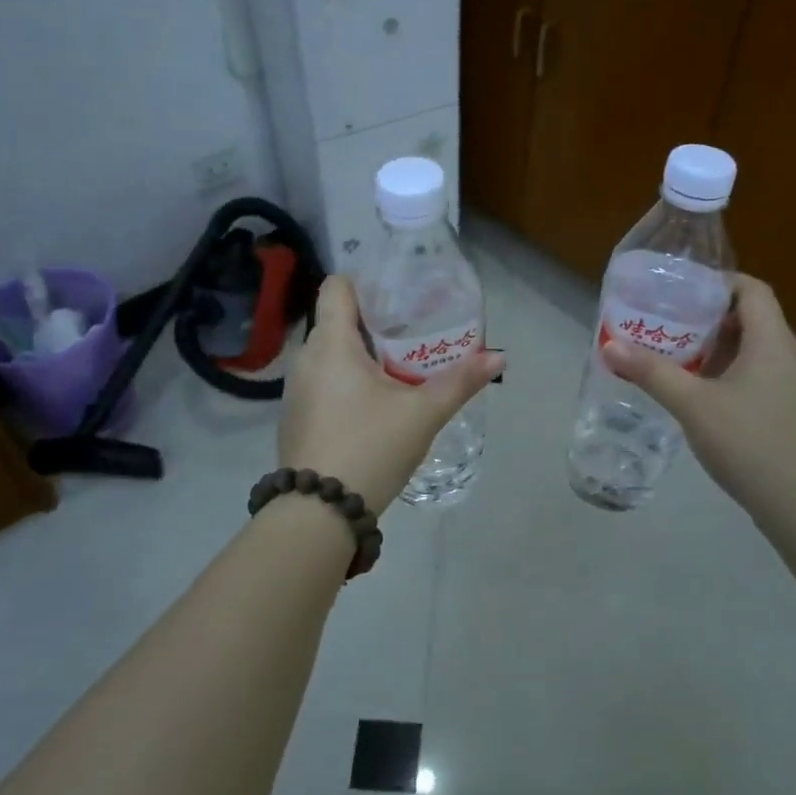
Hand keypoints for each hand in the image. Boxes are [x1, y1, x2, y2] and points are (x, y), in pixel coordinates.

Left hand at [278, 276, 502, 513]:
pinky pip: (323, 382)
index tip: (399, 294)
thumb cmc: (371, 447)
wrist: (320, 512)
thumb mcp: (423, 414)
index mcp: (331, 344)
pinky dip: (347, 381)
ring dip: (362, 355)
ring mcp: (296, 390)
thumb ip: (460, 382)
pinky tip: (374, 403)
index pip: (337, 287)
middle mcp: (306, 359)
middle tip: (414, 330)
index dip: (366, 282)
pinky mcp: (296, 417)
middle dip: (375, 322)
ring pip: (331, 355)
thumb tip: (499, 357)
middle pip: (338, 321)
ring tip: (399, 365)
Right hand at [602, 275, 795, 517]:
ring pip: (753, 350)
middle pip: (750, 318)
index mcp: (772, 340)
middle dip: (708, 318)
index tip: (680, 292)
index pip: (752, 289)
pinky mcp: (788, 411)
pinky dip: (728, 374)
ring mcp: (792, 385)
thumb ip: (653, 372)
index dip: (718, 283)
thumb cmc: (748, 440)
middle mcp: (788, 355)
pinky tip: (700, 396)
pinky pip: (756, 376)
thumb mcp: (692, 404)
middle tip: (668, 325)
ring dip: (716, 349)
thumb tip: (610, 346)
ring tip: (676, 357)